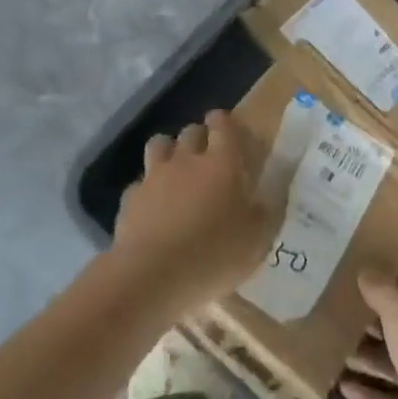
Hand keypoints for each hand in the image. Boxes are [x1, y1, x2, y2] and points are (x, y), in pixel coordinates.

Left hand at [112, 110, 279, 317]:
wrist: (152, 275)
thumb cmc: (214, 254)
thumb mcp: (256, 240)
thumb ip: (264, 213)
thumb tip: (266, 198)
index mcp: (223, 163)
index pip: (222, 125)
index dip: (223, 122)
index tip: (225, 127)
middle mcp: (187, 160)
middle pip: (191, 131)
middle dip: (198, 136)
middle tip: (206, 154)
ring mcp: (155, 176)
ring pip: (159, 144)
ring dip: (169, 151)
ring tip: (175, 169)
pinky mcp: (131, 198)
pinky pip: (140, 182)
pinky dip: (147, 189)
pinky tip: (152, 207)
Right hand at [341, 271, 397, 398]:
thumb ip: (382, 291)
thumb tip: (366, 271)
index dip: (396, 274)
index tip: (366, 267)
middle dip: (373, 317)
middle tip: (338, 306)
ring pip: (390, 364)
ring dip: (364, 355)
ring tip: (331, 344)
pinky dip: (364, 393)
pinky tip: (339, 384)